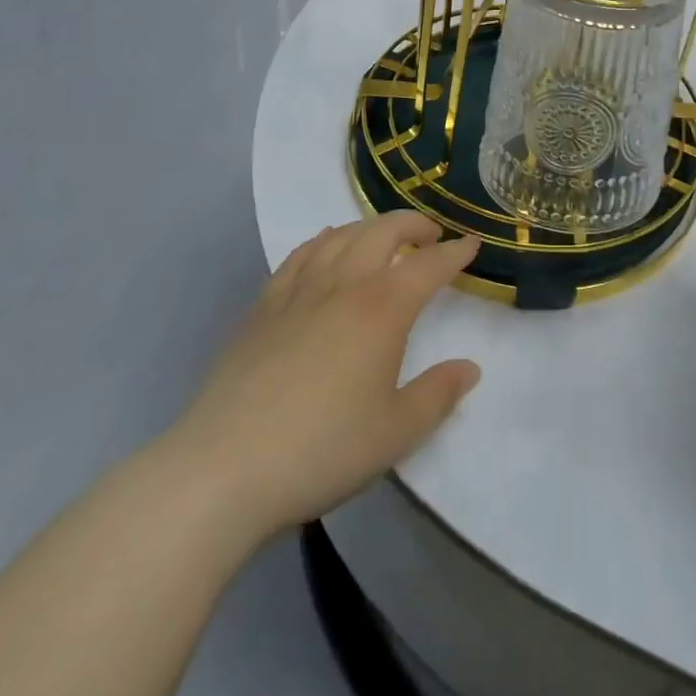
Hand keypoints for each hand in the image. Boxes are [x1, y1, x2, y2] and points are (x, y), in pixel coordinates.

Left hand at [154, 213, 480, 558]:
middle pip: (383, 232)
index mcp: (382, 309)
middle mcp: (343, 285)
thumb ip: (438, 395)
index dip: (455, 253)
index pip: (429, 266)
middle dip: (413, 225)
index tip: (472, 244)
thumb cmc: (321, 450)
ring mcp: (297, 291)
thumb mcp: (396, 433)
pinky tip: (326, 247)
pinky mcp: (262, 306)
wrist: (223, 469)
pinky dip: (323, 240)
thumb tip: (469, 368)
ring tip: (384, 237)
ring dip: (370, 227)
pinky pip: (300, 254)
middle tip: (430, 236)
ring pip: (341, 235)